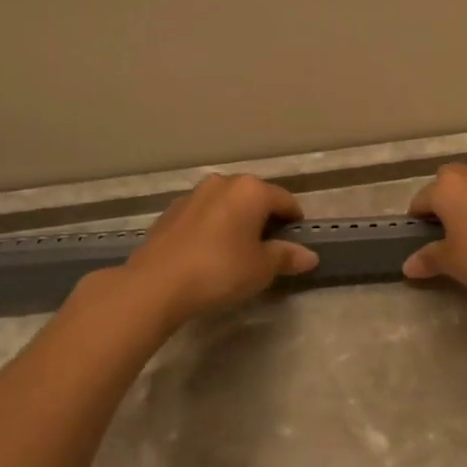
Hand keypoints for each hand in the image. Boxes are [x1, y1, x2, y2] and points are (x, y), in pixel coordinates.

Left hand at [123, 174, 318, 324]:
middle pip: (254, 197)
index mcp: (251, 190)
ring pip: (226, 204)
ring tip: (236, 251)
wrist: (156, 284)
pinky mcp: (170, 212)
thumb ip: (286, 257)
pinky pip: (203, 216)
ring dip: (236, 221)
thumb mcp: (262, 268)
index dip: (294, 221)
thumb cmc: (220, 270)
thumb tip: (310, 256)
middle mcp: (223, 183)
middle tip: (267, 248)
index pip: (285, 200)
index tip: (296, 242)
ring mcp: (193, 195)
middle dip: (263, 218)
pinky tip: (208, 253)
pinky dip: (212, 228)